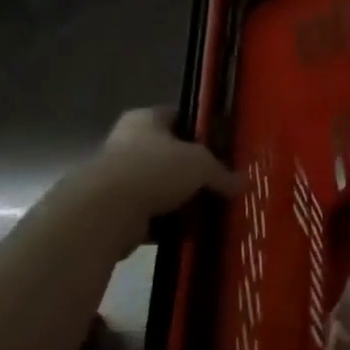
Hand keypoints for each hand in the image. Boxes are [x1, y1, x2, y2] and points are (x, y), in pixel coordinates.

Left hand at [87, 107, 241, 233]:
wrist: (107, 211)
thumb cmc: (154, 169)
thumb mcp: (200, 164)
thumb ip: (221, 172)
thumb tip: (243, 183)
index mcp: (145, 120)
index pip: (177, 117)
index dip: (200, 130)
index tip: (221, 147)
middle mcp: (128, 143)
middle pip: (169, 155)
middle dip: (192, 172)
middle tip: (220, 184)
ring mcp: (119, 179)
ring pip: (160, 188)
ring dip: (181, 201)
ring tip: (209, 212)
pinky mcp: (116, 211)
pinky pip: (151, 216)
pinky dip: (168, 224)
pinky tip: (190, 232)